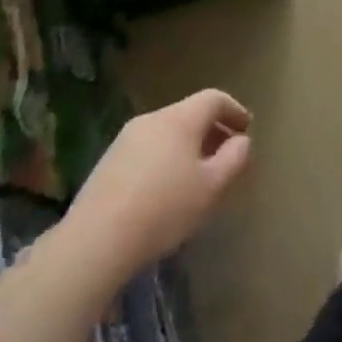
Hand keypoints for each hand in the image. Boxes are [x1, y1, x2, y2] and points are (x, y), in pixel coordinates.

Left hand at [60, 89, 252, 280]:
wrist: (94, 242)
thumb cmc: (165, 208)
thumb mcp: (213, 185)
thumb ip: (235, 157)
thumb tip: (240, 140)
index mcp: (179, 119)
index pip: (213, 99)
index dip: (234, 110)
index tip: (246, 129)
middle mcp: (150, 121)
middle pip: (189, 114)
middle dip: (212, 130)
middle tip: (227, 154)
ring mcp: (124, 141)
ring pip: (167, 132)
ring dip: (189, 146)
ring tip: (199, 175)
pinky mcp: (106, 164)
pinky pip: (148, 149)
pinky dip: (166, 158)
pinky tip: (167, 189)